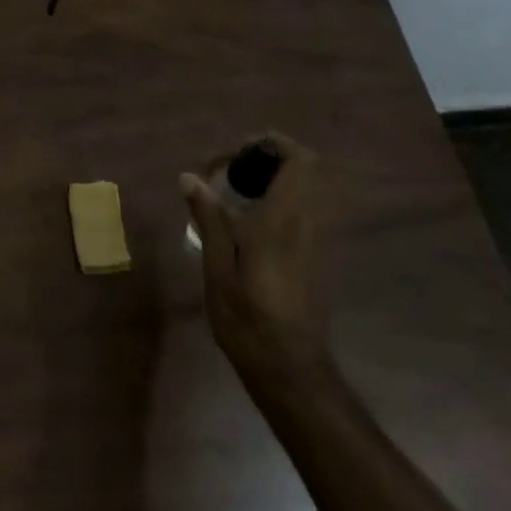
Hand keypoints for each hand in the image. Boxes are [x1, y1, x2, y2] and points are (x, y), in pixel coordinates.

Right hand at [181, 132, 344, 397]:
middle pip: (310, 168)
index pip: (299, 161)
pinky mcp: (320, 255)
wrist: (290, 366)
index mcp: (283, 220)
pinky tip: (254, 219)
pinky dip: (286, 197)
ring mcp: (320, 239)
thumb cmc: (247, 318)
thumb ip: (209, 218)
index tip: (237, 152)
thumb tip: (189, 177)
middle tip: (235, 169)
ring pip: (312, 187)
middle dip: (274, 156)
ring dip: (281, 176)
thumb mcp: (217, 268)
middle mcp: (308, 222)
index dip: (273, 144)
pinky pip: (310, 207)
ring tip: (240, 189)